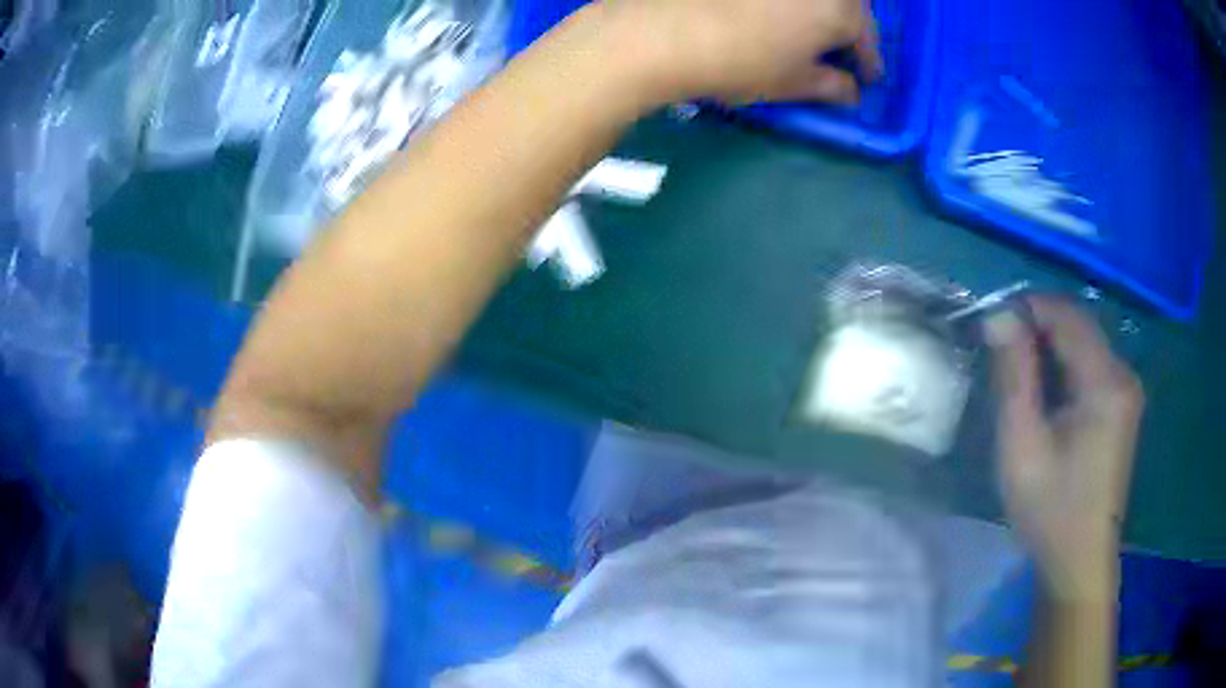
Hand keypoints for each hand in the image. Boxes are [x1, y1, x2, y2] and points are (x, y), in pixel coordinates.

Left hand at [604, 0, 882, 104]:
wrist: (661, 32)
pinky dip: (788, 3)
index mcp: (839, 10)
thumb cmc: (739, 62)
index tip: (867, 77)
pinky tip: (772, 11)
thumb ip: (831, 86)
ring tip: (807, 29)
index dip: (869, 60)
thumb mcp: (792, 83)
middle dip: (849, 26)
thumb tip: (850, 91)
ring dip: (819, 9)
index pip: (866, 36)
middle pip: (846, 4)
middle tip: (838, 48)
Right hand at [985, 297, 1143, 601]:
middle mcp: (1123, 374)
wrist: (1080, 560)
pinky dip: (1065, 366)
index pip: (1067, 315)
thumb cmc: (1050, 509)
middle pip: (1078, 325)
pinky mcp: (1122, 406)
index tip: (993, 325)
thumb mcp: (1022, 445)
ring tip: (1018, 372)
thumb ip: (1014, 376)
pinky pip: (1091, 365)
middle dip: (1038, 326)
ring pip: (1085, 343)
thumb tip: (999, 315)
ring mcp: (1126, 390)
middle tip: (1000, 350)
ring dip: (1050, 347)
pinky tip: (1046, 393)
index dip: (1028, 308)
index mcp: (1105, 382)